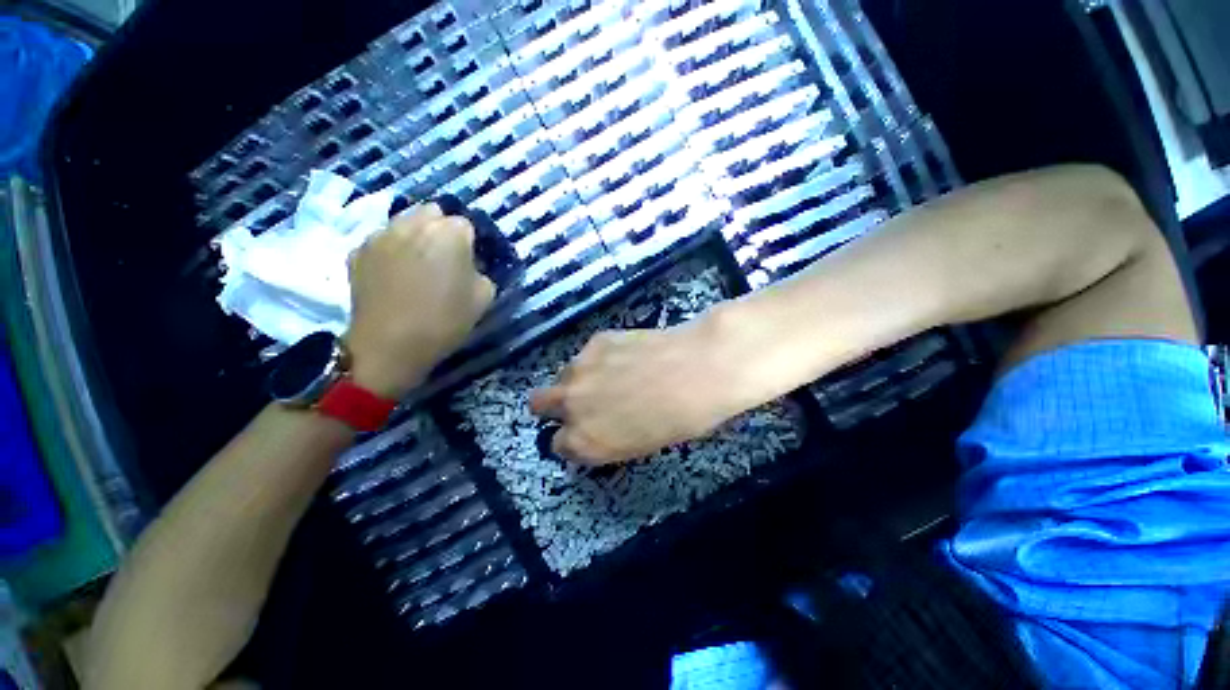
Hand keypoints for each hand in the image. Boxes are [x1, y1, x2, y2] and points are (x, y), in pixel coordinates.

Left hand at [347, 203, 494, 398]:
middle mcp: (414, 224)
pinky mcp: (358, 250)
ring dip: (415, 236)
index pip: (465, 225)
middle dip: (441, 230)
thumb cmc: (445, 321)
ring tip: (416, 265)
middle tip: (443, 259)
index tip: (467, 264)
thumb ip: (481, 271)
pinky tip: (394, 275)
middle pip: (433, 213)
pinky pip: (383, 240)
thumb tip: (469, 266)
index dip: (468, 245)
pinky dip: (392, 250)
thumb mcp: (484, 298)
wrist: (390, 345)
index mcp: (449, 234)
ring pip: (405, 222)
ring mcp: (381, 234)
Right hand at [529, 318, 750, 464]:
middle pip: (539, 404)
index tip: (585, 429)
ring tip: (610, 374)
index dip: (572, 436)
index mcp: (584, 442)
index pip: (559, 444)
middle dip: (555, 405)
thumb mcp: (639, 444)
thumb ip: (607, 437)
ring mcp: (579, 369)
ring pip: (563, 375)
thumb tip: (598, 427)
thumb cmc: (679, 420)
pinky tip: (626, 355)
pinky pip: (587, 354)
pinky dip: (599, 357)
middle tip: (581, 400)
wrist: (698, 371)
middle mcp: (571, 406)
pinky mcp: (594, 342)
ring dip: (578, 378)